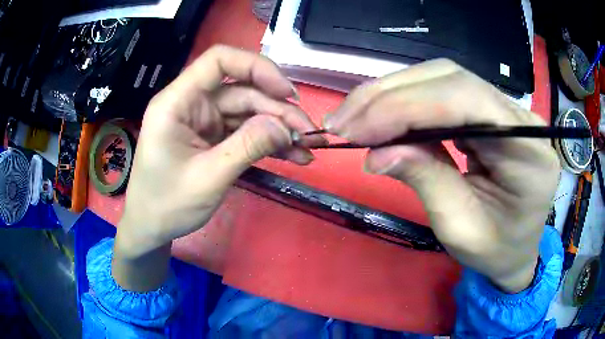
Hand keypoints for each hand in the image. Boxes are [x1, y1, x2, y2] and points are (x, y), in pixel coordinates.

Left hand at [113, 45, 323, 290]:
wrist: (152, 226)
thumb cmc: (167, 205)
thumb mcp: (208, 179)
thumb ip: (247, 147)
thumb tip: (286, 127)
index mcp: (177, 102)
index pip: (218, 60)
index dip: (256, 67)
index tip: (286, 92)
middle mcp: (191, 103)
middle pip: (242, 90)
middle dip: (278, 111)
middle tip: (308, 135)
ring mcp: (204, 120)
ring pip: (249, 111)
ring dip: (278, 128)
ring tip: (306, 149)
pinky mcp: (213, 136)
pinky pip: (245, 131)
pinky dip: (268, 141)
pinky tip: (291, 155)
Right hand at [325, 59, 559, 292]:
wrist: (517, 248)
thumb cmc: (496, 250)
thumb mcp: (461, 229)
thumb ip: (427, 182)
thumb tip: (376, 153)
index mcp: (529, 150)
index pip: (467, 101)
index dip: (407, 107)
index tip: (356, 129)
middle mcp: (521, 118)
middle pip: (451, 79)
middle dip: (390, 96)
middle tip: (342, 121)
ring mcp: (506, 109)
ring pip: (442, 78)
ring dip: (391, 94)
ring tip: (353, 118)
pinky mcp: (488, 110)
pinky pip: (443, 92)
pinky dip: (405, 101)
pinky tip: (380, 116)